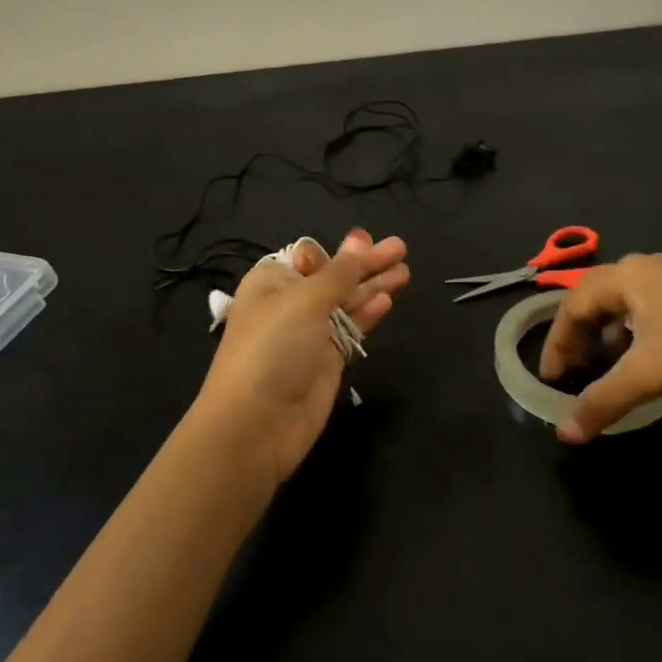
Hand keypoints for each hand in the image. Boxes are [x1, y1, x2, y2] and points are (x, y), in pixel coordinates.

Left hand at [193, 229, 410, 488]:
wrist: (256, 423)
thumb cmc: (273, 348)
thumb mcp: (305, 301)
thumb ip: (339, 272)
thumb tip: (360, 238)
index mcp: (272, 281)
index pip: (310, 256)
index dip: (340, 249)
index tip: (369, 240)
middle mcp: (290, 303)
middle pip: (334, 276)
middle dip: (366, 263)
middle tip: (401, 248)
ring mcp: (309, 333)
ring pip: (347, 302)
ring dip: (374, 286)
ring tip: (405, 271)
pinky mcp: (326, 360)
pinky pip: (351, 329)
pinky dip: (368, 314)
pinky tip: (388, 300)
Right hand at [539, 253, 661, 441]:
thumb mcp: (647, 376)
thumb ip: (601, 402)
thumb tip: (565, 433)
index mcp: (626, 276)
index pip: (572, 306)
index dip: (556, 342)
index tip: (552, 377)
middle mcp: (647, 266)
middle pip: (596, 296)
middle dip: (579, 333)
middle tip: (574, 367)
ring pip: (626, 300)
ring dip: (608, 330)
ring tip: (610, 362)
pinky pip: (653, 303)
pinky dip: (637, 327)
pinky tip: (652, 353)